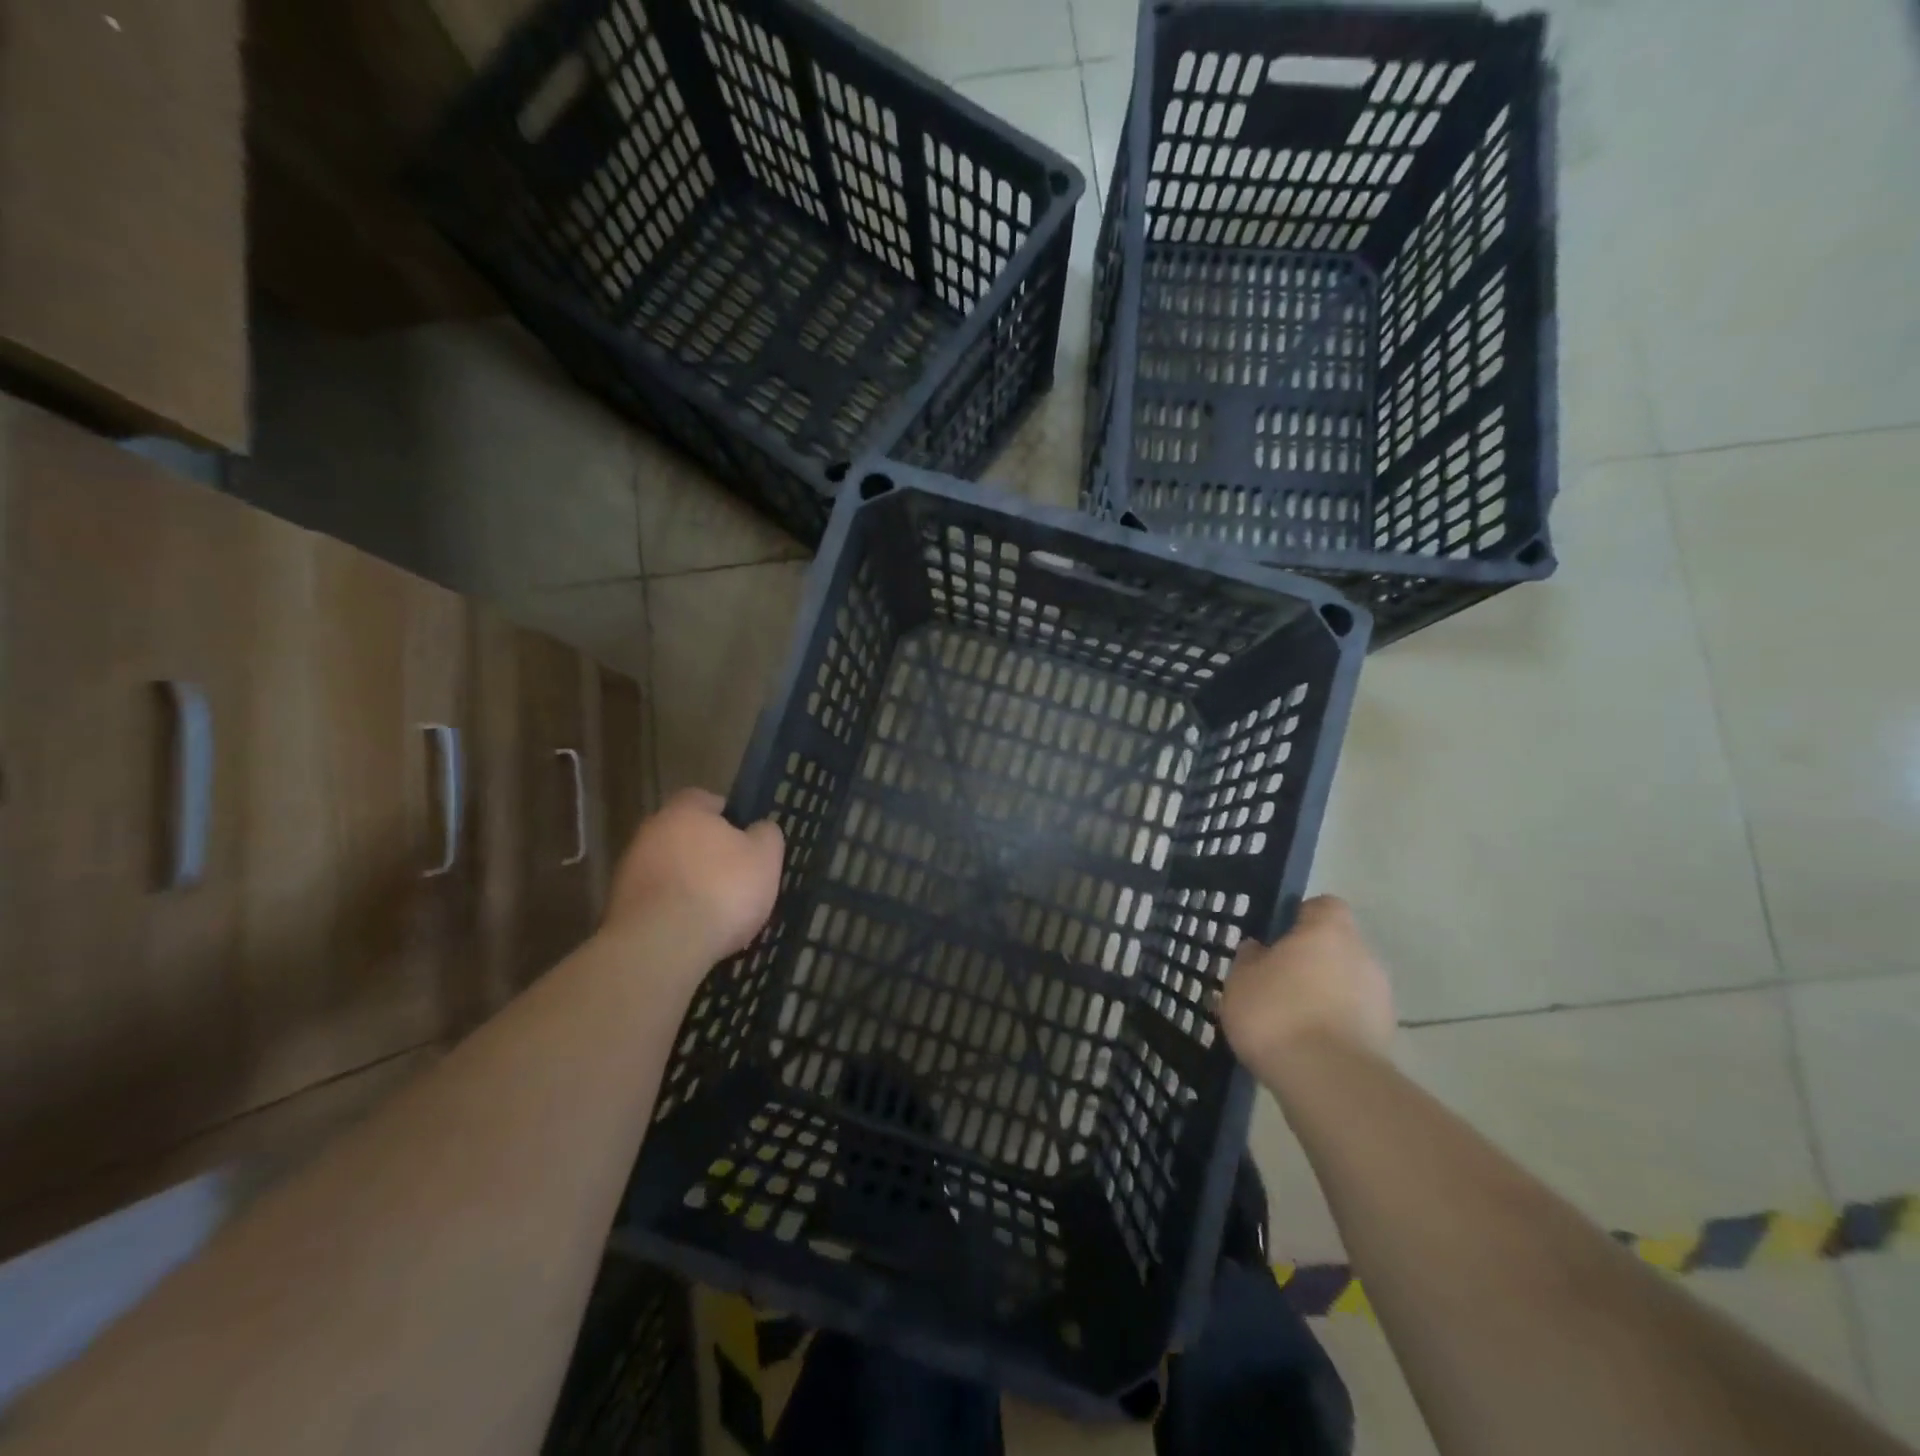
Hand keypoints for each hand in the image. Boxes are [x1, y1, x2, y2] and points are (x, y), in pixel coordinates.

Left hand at [603, 789, 784, 960]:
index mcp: (685, 811)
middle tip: (734, 877)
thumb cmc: (722, 890)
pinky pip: (655, 900)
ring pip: (668, 869)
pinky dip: (672, 910)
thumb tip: (759, 828)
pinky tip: (692, 931)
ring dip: (687, 883)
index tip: (744, 839)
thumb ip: (766, 834)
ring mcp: (629, 870)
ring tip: (714, 911)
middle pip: (684, 835)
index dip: (728, 817)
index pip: (705, 799)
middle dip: (706, 853)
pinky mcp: (619, 907)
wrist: (662, 946)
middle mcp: (650, 832)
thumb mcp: (765, 857)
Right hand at [1221, 896, 1395, 1086]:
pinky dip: (1334, 1024)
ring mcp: (1380, 998)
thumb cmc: (1276, 1012)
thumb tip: (1259, 949)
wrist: (1327, 1081)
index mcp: (1328, 931)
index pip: (1324, 906)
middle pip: (1337, 946)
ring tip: (1290, 1019)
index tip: (1277, 936)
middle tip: (1277, 980)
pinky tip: (1307, 1044)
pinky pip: (1353, 1017)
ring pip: (1346, 983)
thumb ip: (1250, 958)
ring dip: (1324, 994)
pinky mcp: (1386, 1037)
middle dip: (1311, 960)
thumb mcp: (1241, 979)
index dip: (1301, 916)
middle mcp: (1362, 956)